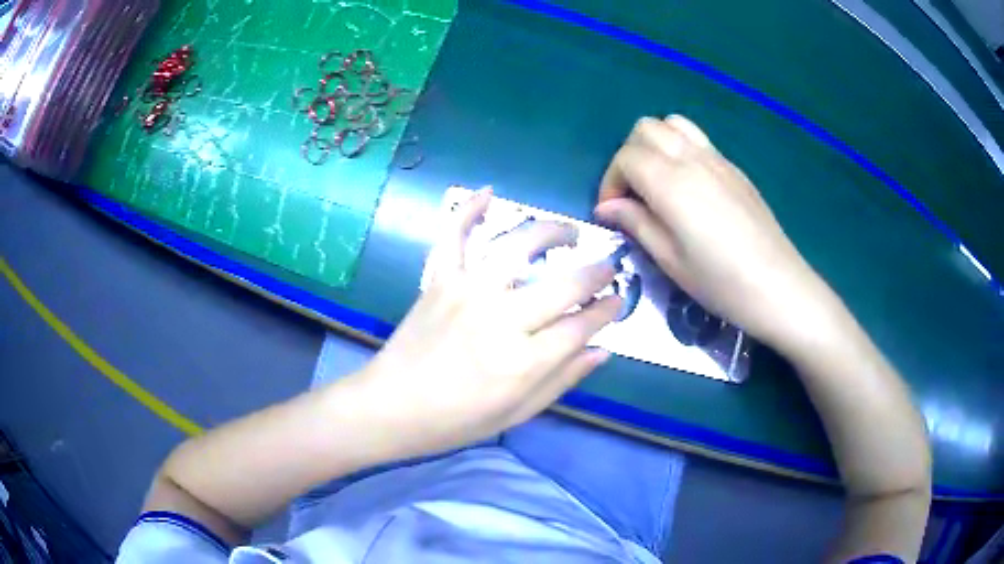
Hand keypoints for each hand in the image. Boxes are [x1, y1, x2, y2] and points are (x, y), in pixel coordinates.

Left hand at [355, 188, 621, 458]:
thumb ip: (563, 380)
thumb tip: (603, 350)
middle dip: (595, 272)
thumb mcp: (518, 413)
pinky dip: (468, 211)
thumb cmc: (456, 421)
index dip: (608, 309)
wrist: (391, 407)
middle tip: (608, 266)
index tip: (618, 299)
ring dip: (550, 231)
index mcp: (523, 361)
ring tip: (568, 232)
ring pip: (517, 247)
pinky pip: (454, 237)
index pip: (582, 325)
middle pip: (562, 284)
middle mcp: (500, 318)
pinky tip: (487, 192)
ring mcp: (466, 292)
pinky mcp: (439, 281)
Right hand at [594, 115, 837, 348]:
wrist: (778, 286)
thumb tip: (607, 207)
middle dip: (629, 156)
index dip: (611, 181)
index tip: (613, 212)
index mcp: (671, 182)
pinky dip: (680, 150)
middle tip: (633, 194)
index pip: (626, 157)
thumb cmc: (720, 281)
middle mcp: (692, 158)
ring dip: (655, 145)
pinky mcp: (734, 168)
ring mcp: (717, 159)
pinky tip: (689, 188)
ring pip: (673, 124)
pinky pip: (698, 140)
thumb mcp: (669, 260)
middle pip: (645, 128)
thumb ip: (635, 223)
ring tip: (658, 182)